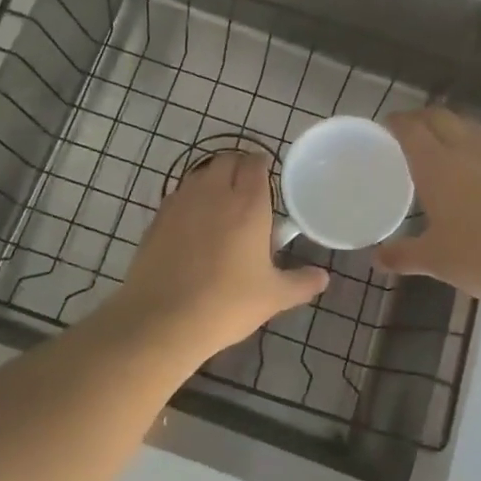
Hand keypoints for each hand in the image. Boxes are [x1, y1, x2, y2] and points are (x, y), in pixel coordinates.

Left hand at [114, 151, 327, 357]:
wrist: (162, 319)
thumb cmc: (227, 303)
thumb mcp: (273, 297)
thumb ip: (301, 283)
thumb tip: (323, 277)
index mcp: (247, 203)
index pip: (255, 163)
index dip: (262, 167)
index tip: (268, 182)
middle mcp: (213, 192)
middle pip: (226, 160)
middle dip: (238, 169)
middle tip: (247, 195)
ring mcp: (181, 202)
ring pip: (200, 174)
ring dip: (213, 182)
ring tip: (221, 210)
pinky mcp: (157, 218)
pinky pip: (179, 196)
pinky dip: (190, 201)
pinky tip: (193, 228)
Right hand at [377, 107, 480, 303]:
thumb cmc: (479, 258)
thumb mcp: (434, 260)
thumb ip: (401, 255)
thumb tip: (376, 260)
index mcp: (435, 166)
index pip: (410, 129)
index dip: (397, 122)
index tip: (389, 125)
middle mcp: (466, 148)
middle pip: (440, 117)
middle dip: (423, 118)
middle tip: (414, 130)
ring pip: (473, 122)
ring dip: (456, 124)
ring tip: (451, 136)